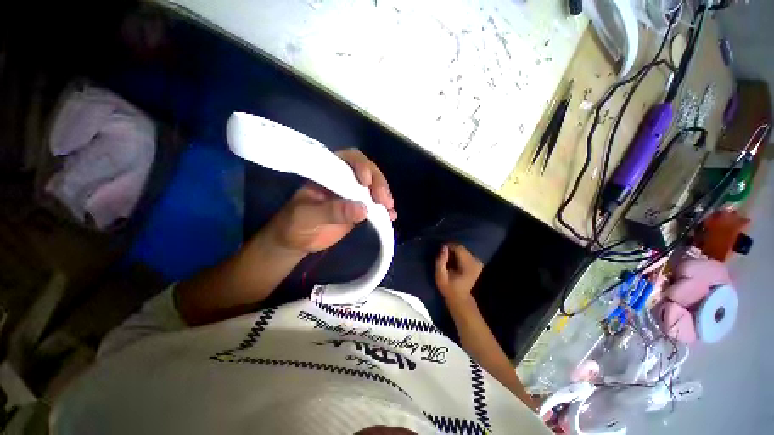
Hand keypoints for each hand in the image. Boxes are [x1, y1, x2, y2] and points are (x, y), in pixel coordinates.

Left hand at [267, 148, 396, 253]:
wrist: (296, 241)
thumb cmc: (295, 224)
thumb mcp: (309, 216)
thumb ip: (333, 211)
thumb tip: (363, 209)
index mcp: (328, 172)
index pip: (349, 159)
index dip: (361, 166)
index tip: (366, 182)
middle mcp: (343, 179)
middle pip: (368, 172)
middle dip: (378, 183)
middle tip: (383, 199)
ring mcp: (353, 194)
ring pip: (374, 188)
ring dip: (384, 196)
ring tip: (389, 208)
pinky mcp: (359, 209)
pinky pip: (375, 206)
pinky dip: (384, 211)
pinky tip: (391, 216)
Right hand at [434, 243, 482, 303]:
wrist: (460, 298)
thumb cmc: (448, 288)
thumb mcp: (440, 276)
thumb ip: (441, 261)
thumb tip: (443, 247)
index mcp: (468, 265)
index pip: (458, 247)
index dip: (448, 246)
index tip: (440, 252)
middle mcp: (476, 261)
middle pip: (461, 248)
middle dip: (451, 250)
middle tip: (443, 258)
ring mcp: (478, 262)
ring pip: (463, 250)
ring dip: (454, 253)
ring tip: (448, 261)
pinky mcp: (478, 263)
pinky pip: (466, 254)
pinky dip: (459, 256)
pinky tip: (454, 264)